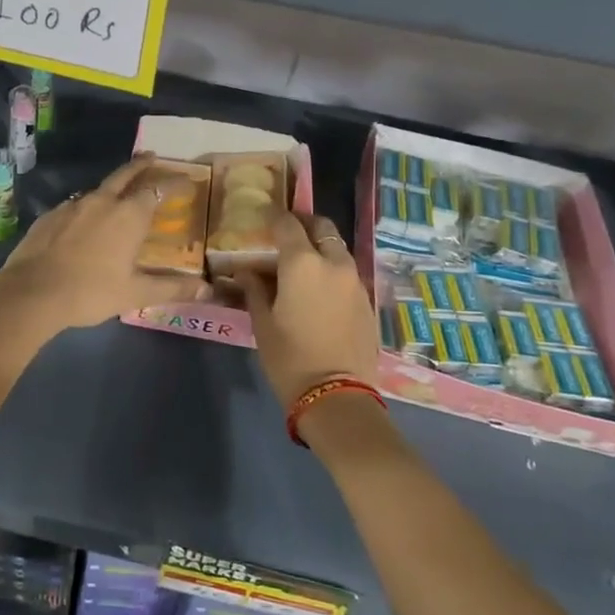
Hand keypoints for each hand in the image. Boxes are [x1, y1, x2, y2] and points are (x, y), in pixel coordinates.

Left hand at [0, 157, 208, 335]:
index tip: (186, 180)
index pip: (157, 190)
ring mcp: (72, 205)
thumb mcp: (135, 294)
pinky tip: (84, 220)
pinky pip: (75, 205)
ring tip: (118, 192)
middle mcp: (102, 202)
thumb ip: (171, 288)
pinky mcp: (50, 215)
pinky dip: (86, 207)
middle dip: (140, 165)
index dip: (173, 183)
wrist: (32, 293)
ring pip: (98, 189)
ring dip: (112, 186)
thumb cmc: (90, 292)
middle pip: (125, 175)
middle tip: (151, 156)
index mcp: (128, 216)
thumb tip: (206, 291)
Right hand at [234, 211, 380, 410]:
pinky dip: (333, 270)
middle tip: (288, 234)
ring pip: (338, 249)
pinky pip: (348, 273)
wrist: (337, 396)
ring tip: (303, 264)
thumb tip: (247, 272)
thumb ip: (255, 290)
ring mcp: (355, 281)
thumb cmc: (290, 358)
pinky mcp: (367, 301)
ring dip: (321, 247)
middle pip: (322, 227)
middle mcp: (333, 263)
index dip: (275, 218)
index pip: (288, 224)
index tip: (264, 219)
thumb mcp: (262, 324)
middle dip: (305, 224)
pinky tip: (320, 289)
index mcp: (302, 263)